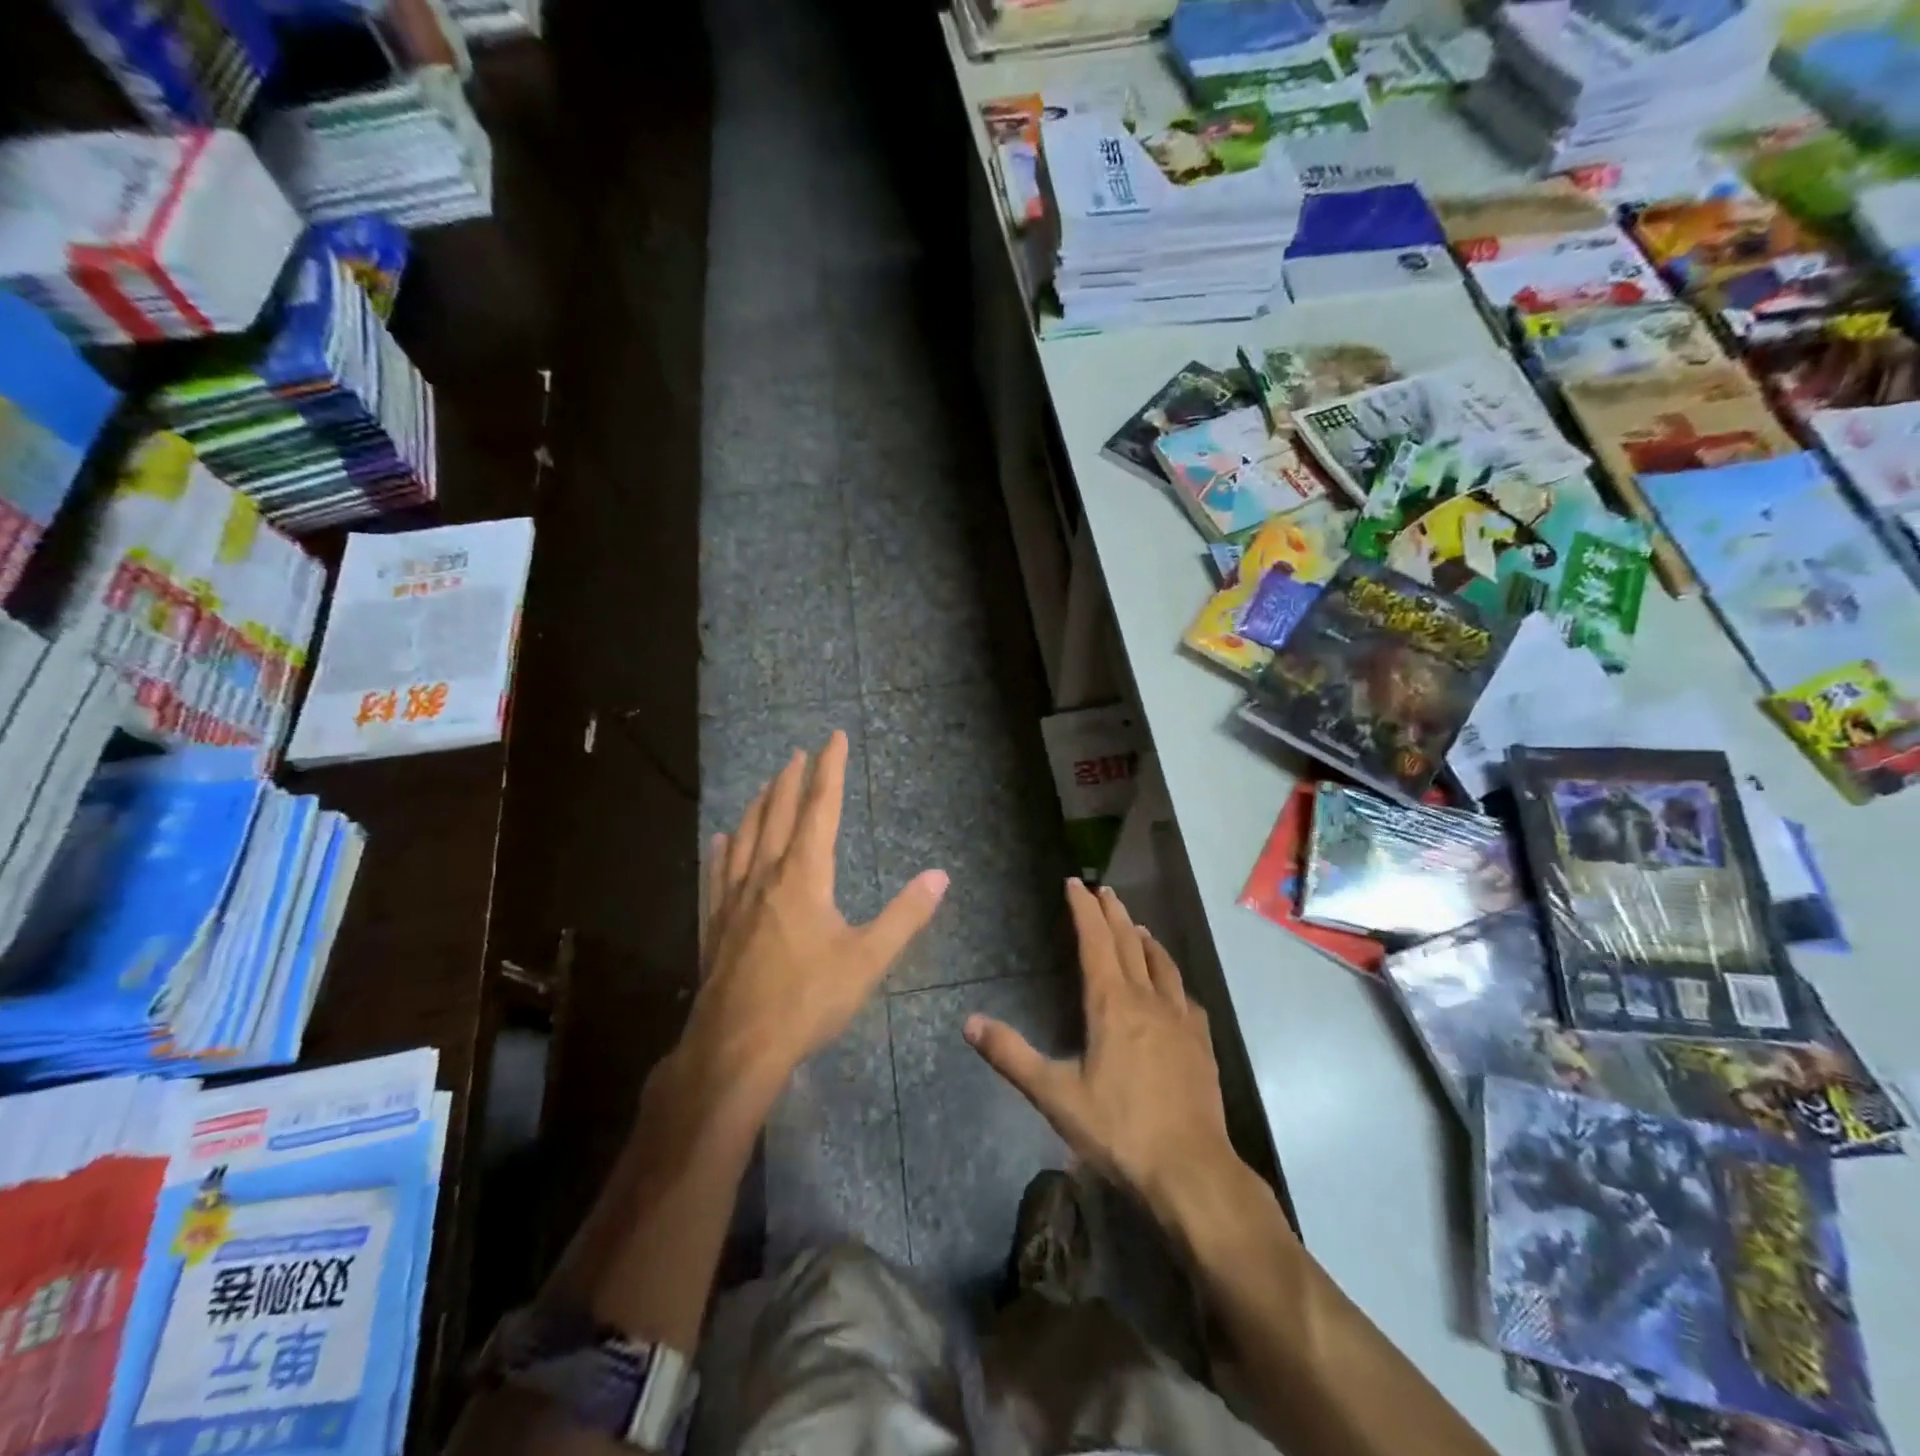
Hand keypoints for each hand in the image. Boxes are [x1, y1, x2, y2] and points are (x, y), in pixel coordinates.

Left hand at [684, 731, 947, 1103]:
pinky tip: (720, 839)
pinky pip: (717, 873)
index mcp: (804, 875)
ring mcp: (734, 899)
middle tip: (798, 752)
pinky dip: (722, 849)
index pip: (820, 809)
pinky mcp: (715, 924)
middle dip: (791, 780)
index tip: (833, 737)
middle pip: (778, 814)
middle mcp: (766, 875)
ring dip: (758, 805)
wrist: (736, 1047)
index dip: (829, 770)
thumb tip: (940, 876)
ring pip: (745, 836)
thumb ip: (905, 916)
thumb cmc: (807, 1000)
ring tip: (766, 784)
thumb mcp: (867, 960)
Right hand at [964, 880, 1239, 1221]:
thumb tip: (969, 1022)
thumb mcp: (1055, 1096)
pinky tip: (1172, 985)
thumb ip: (1011, 1056)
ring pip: (1161, 963)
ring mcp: (1179, 1019)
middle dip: (1113, 913)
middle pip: (1128, 943)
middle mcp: (1147, 1000)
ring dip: (1144, 938)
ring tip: (1135, 924)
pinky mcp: (1200, 1042)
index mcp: (1111, 1005)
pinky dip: (1171, 975)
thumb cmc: (1119, 1130)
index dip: (1084, 910)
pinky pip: (1183, 994)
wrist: (1190, 1170)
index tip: (1076, 883)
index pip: (1095, 941)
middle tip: (1103, 889)